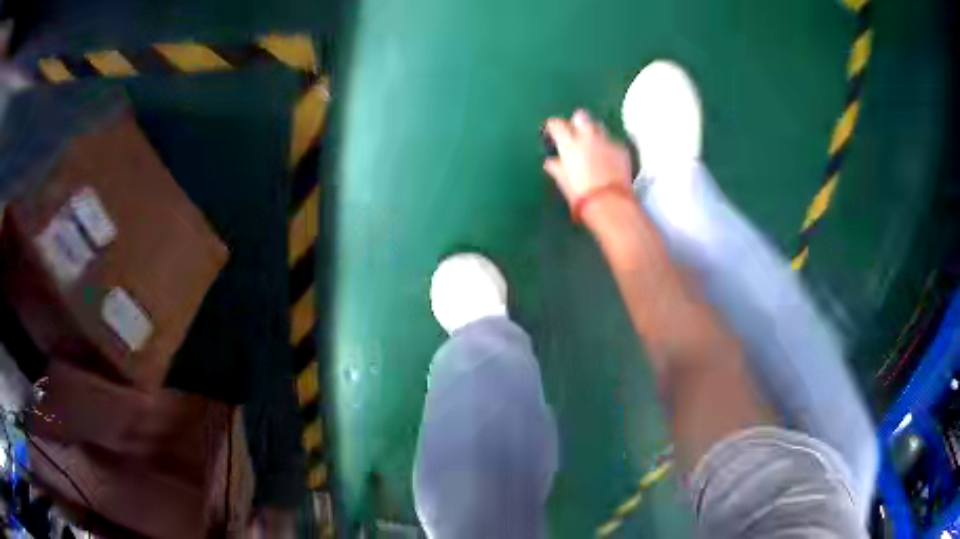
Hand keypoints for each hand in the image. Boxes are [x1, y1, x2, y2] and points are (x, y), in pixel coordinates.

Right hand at [542, 109, 632, 205]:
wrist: (610, 203)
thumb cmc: (580, 194)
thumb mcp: (563, 181)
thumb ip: (556, 167)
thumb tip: (551, 162)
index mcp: (569, 143)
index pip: (556, 124)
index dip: (553, 127)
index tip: (551, 132)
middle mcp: (587, 136)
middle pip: (581, 116)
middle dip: (576, 121)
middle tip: (575, 133)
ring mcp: (606, 141)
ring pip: (598, 126)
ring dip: (593, 132)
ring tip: (592, 144)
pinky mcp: (621, 149)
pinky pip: (612, 141)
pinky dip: (608, 147)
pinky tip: (608, 159)